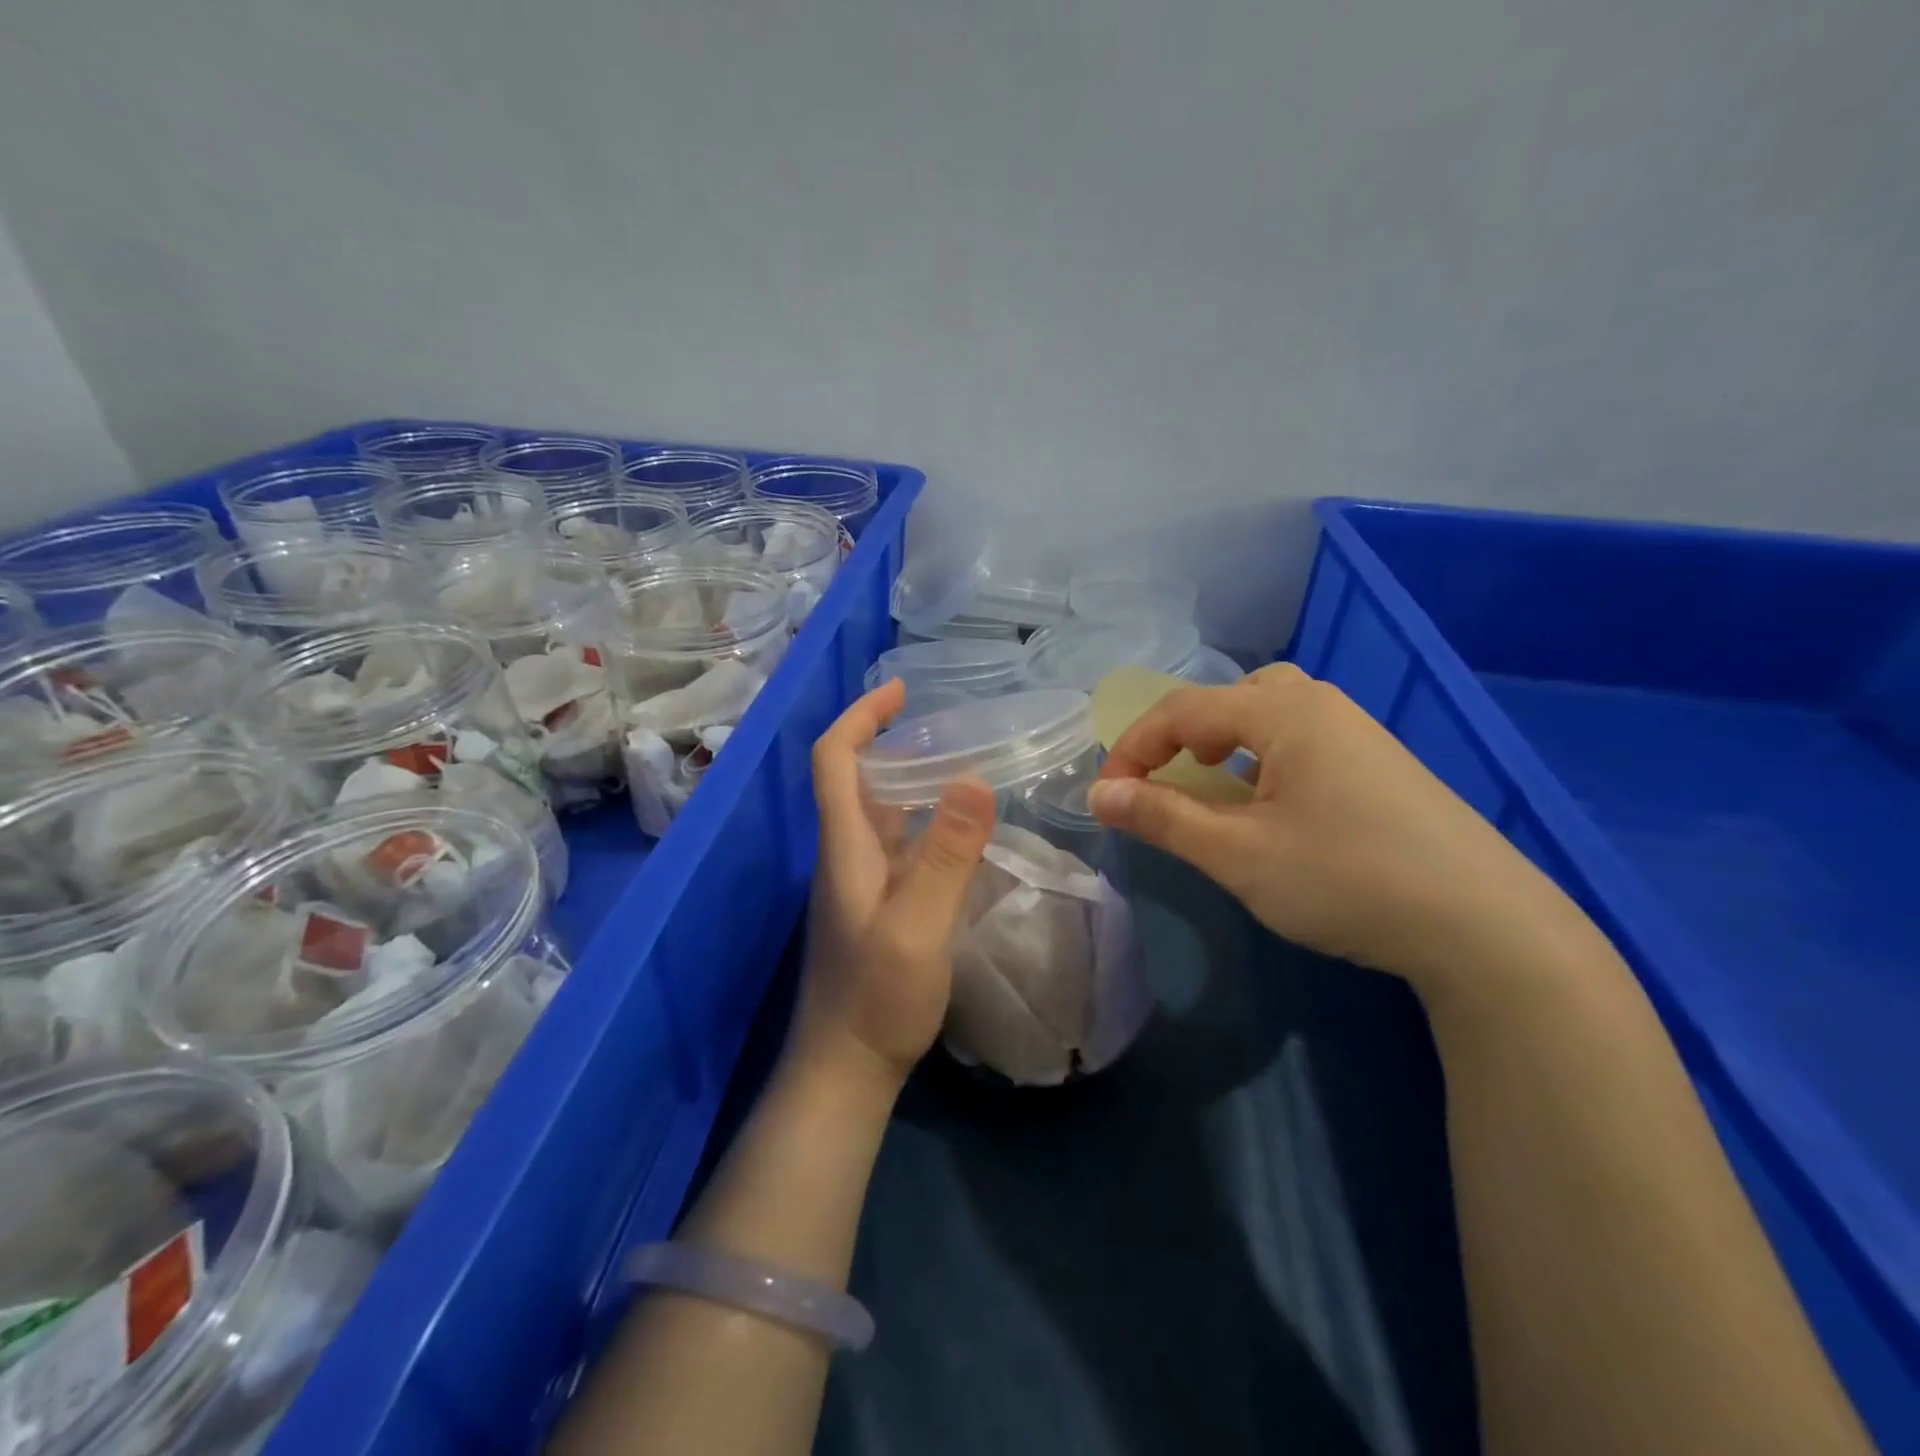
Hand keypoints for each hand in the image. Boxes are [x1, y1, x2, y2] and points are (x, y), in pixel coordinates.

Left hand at [794, 678, 997, 1091]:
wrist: (845, 1069)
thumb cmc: (876, 999)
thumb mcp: (918, 925)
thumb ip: (946, 855)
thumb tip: (973, 778)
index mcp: (844, 845)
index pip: (834, 759)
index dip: (860, 716)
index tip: (901, 690)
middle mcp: (846, 854)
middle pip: (856, 778)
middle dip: (891, 739)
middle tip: (947, 726)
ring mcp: (860, 882)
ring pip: (880, 812)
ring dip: (910, 779)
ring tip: (962, 764)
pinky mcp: (876, 906)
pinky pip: (899, 844)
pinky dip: (924, 821)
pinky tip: (960, 831)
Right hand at [1087, 664, 1562, 989]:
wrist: (1487, 927)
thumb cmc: (1345, 879)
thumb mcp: (1237, 854)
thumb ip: (1163, 817)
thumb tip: (1101, 794)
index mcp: (1283, 712)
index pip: (1182, 710)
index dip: (1133, 748)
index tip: (1107, 796)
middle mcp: (1322, 706)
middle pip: (1229, 697)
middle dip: (1182, 735)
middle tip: (1165, 780)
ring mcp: (1360, 733)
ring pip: (1269, 715)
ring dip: (1224, 743)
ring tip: (1214, 786)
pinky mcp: (1383, 765)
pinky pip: (1302, 740)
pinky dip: (1264, 759)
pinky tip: (1273, 806)